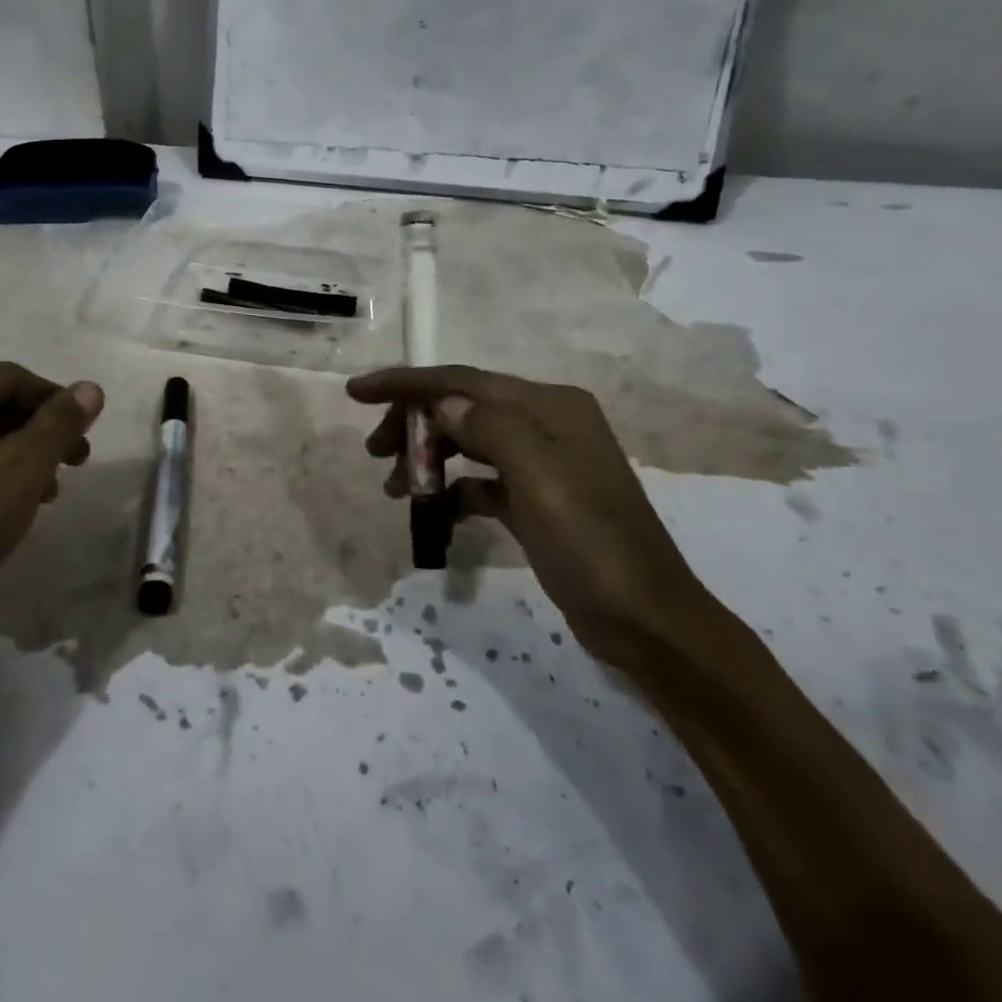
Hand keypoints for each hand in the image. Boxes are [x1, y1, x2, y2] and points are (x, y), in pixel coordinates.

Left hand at [0, 361, 102, 661]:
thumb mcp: (23, 468)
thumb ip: (61, 422)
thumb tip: (91, 388)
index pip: (12, 379)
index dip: (58, 404)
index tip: (88, 436)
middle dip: (38, 433)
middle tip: (75, 463)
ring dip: (17, 454)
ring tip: (48, 491)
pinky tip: (11, 501)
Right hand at [349, 365, 708, 666]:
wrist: (644, 621)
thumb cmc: (591, 544)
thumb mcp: (539, 479)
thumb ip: (490, 428)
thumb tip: (444, 405)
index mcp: (550, 406)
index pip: (465, 381)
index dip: (408, 383)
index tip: (356, 392)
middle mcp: (546, 424)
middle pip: (464, 408)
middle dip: (415, 424)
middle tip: (376, 453)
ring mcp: (543, 463)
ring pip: (469, 444)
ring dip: (429, 459)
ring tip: (396, 489)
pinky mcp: (537, 500)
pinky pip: (482, 481)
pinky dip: (454, 490)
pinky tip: (436, 513)